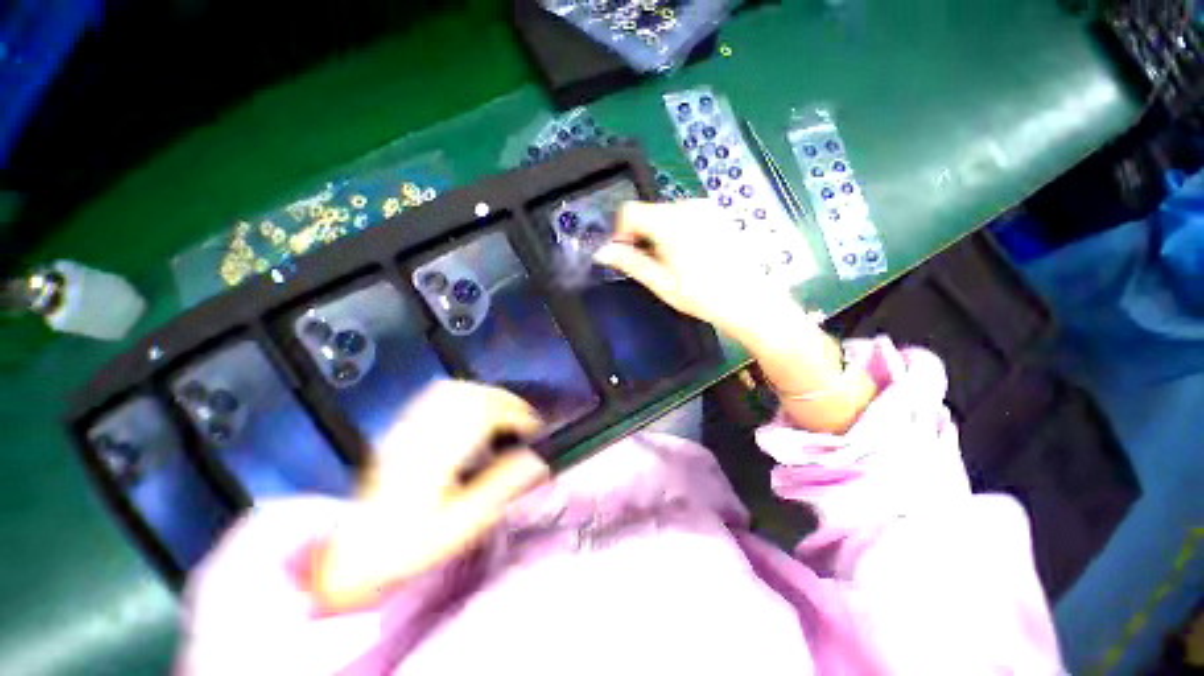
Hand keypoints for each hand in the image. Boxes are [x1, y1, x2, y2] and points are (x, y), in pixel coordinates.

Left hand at [313, 381, 548, 611]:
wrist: (355, 553)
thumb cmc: (411, 545)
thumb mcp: (462, 525)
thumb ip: (502, 486)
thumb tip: (539, 457)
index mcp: (435, 455)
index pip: (484, 413)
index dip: (517, 416)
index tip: (535, 432)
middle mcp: (421, 431)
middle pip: (472, 395)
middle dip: (507, 403)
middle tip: (525, 424)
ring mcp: (409, 425)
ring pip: (456, 390)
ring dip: (489, 396)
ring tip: (505, 416)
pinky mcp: (403, 426)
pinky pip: (438, 394)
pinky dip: (466, 394)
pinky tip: (475, 409)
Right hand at [594, 200, 793, 338]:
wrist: (750, 301)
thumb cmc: (702, 296)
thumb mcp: (660, 283)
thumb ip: (629, 262)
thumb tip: (602, 251)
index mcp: (671, 222)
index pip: (629, 211)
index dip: (621, 232)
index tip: (627, 254)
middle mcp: (688, 206)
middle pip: (648, 212)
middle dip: (642, 235)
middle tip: (652, 265)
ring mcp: (706, 208)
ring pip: (666, 214)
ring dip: (659, 234)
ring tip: (673, 264)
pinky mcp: (716, 214)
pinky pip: (684, 216)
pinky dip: (676, 231)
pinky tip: (689, 256)